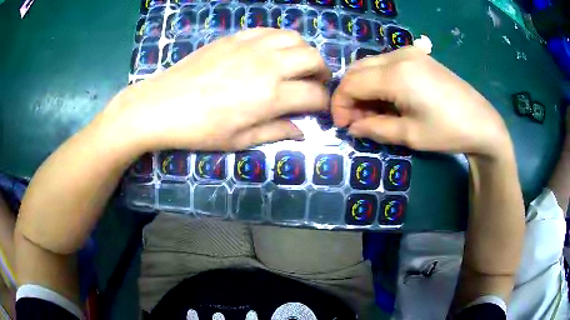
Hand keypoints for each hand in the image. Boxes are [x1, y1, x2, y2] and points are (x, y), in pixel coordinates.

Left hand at [104, 28, 330, 151]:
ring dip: (305, 52)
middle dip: (322, 72)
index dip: (323, 103)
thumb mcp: (239, 141)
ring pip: (295, 39)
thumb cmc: (199, 129)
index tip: (320, 108)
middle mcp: (268, 65)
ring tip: (298, 65)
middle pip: (313, 59)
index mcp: (270, 96)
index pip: (314, 95)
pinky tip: (274, 51)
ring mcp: (251, 46)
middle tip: (315, 83)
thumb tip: (301, 131)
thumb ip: (275, 132)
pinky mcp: (236, 37)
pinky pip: (270, 31)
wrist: (162, 104)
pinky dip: (282, 40)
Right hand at [332, 47, 511, 157]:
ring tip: (371, 112)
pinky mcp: (418, 56)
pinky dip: (378, 81)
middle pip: (357, 69)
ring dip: (363, 87)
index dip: (340, 104)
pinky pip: (386, 64)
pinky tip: (387, 99)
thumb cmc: (447, 131)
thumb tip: (352, 127)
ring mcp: (410, 53)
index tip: (342, 125)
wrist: (482, 122)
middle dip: (349, 95)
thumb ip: (375, 128)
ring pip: (370, 65)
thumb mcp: (409, 135)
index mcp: (396, 74)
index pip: (351, 83)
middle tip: (355, 120)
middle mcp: (399, 55)